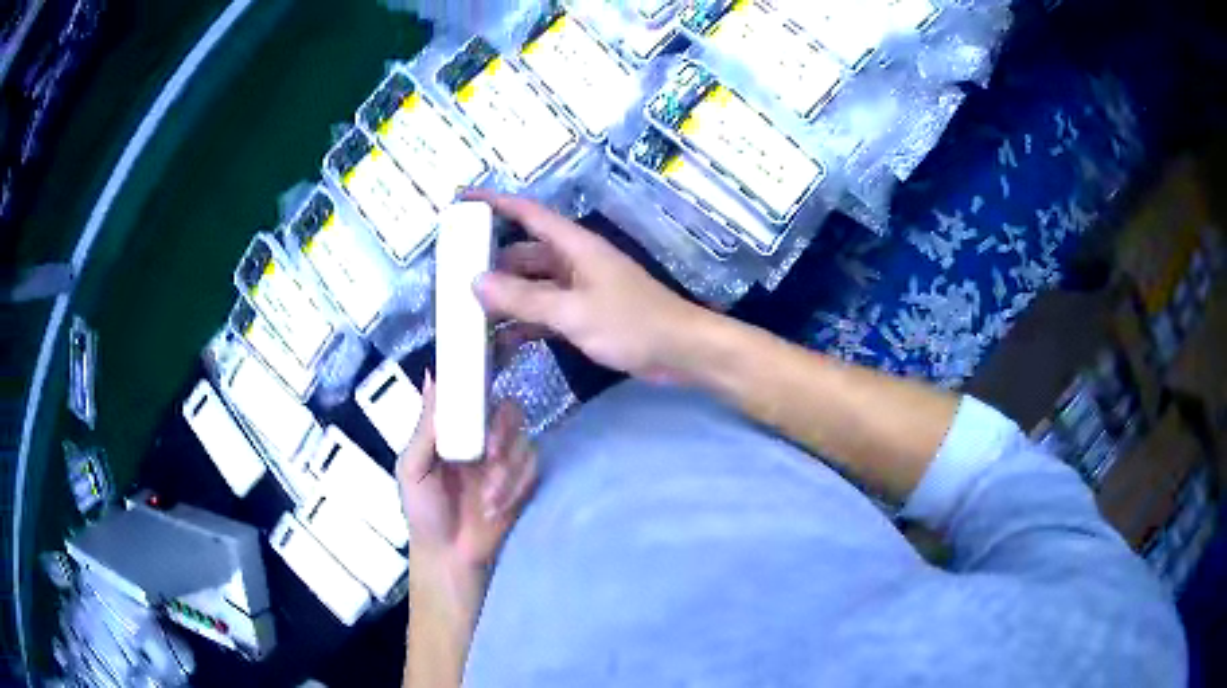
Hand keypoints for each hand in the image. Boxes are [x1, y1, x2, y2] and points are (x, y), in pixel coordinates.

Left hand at [395, 373, 537, 573]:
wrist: (450, 556)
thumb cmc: (424, 511)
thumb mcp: (412, 467)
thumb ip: (425, 426)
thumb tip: (432, 377)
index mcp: (454, 431)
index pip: (474, 395)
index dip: (482, 390)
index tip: (481, 400)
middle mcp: (481, 439)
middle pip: (508, 411)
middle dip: (502, 432)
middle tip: (490, 454)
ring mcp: (504, 460)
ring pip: (523, 441)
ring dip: (505, 472)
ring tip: (486, 499)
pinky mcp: (522, 480)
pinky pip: (532, 467)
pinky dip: (515, 487)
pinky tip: (495, 507)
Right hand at [470, 192, 711, 380]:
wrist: (679, 351)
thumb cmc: (630, 323)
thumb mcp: (573, 311)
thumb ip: (524, 299)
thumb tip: (477, 282)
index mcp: (575, 246)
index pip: (528, 214)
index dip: (496, 204)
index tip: (463, 201)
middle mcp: (574, 261)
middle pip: (525, 253)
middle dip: (493, 262)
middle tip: (456, 275)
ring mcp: (580, 289)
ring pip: (533, 285)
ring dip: (507, 297)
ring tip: (469, 312)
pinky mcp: (585, 315)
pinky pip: (546, 312)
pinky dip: (525, 323)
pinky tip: (502, 341)